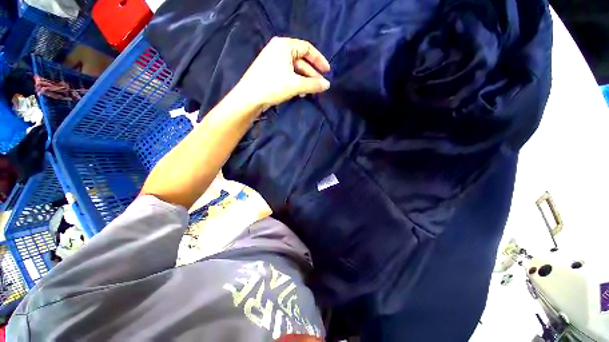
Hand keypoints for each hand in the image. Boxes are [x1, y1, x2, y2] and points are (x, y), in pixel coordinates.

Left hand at [233, 37, 330, 109]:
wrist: (249, 98)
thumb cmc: (272, 86)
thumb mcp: (295, 85)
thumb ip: (313, 84)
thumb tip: (327, 85)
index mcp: (284, 45)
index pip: (307, 48)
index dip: (319, 60)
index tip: (327, 72)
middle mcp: (279, 49)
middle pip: (301, 60)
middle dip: (312, 74)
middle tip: (320, 86)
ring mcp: (274, 61)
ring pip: (295, 69)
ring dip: (304, 80)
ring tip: (310, 92)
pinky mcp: (271, 71)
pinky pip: (288, 74)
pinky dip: (296, 82)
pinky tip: (299, 93)